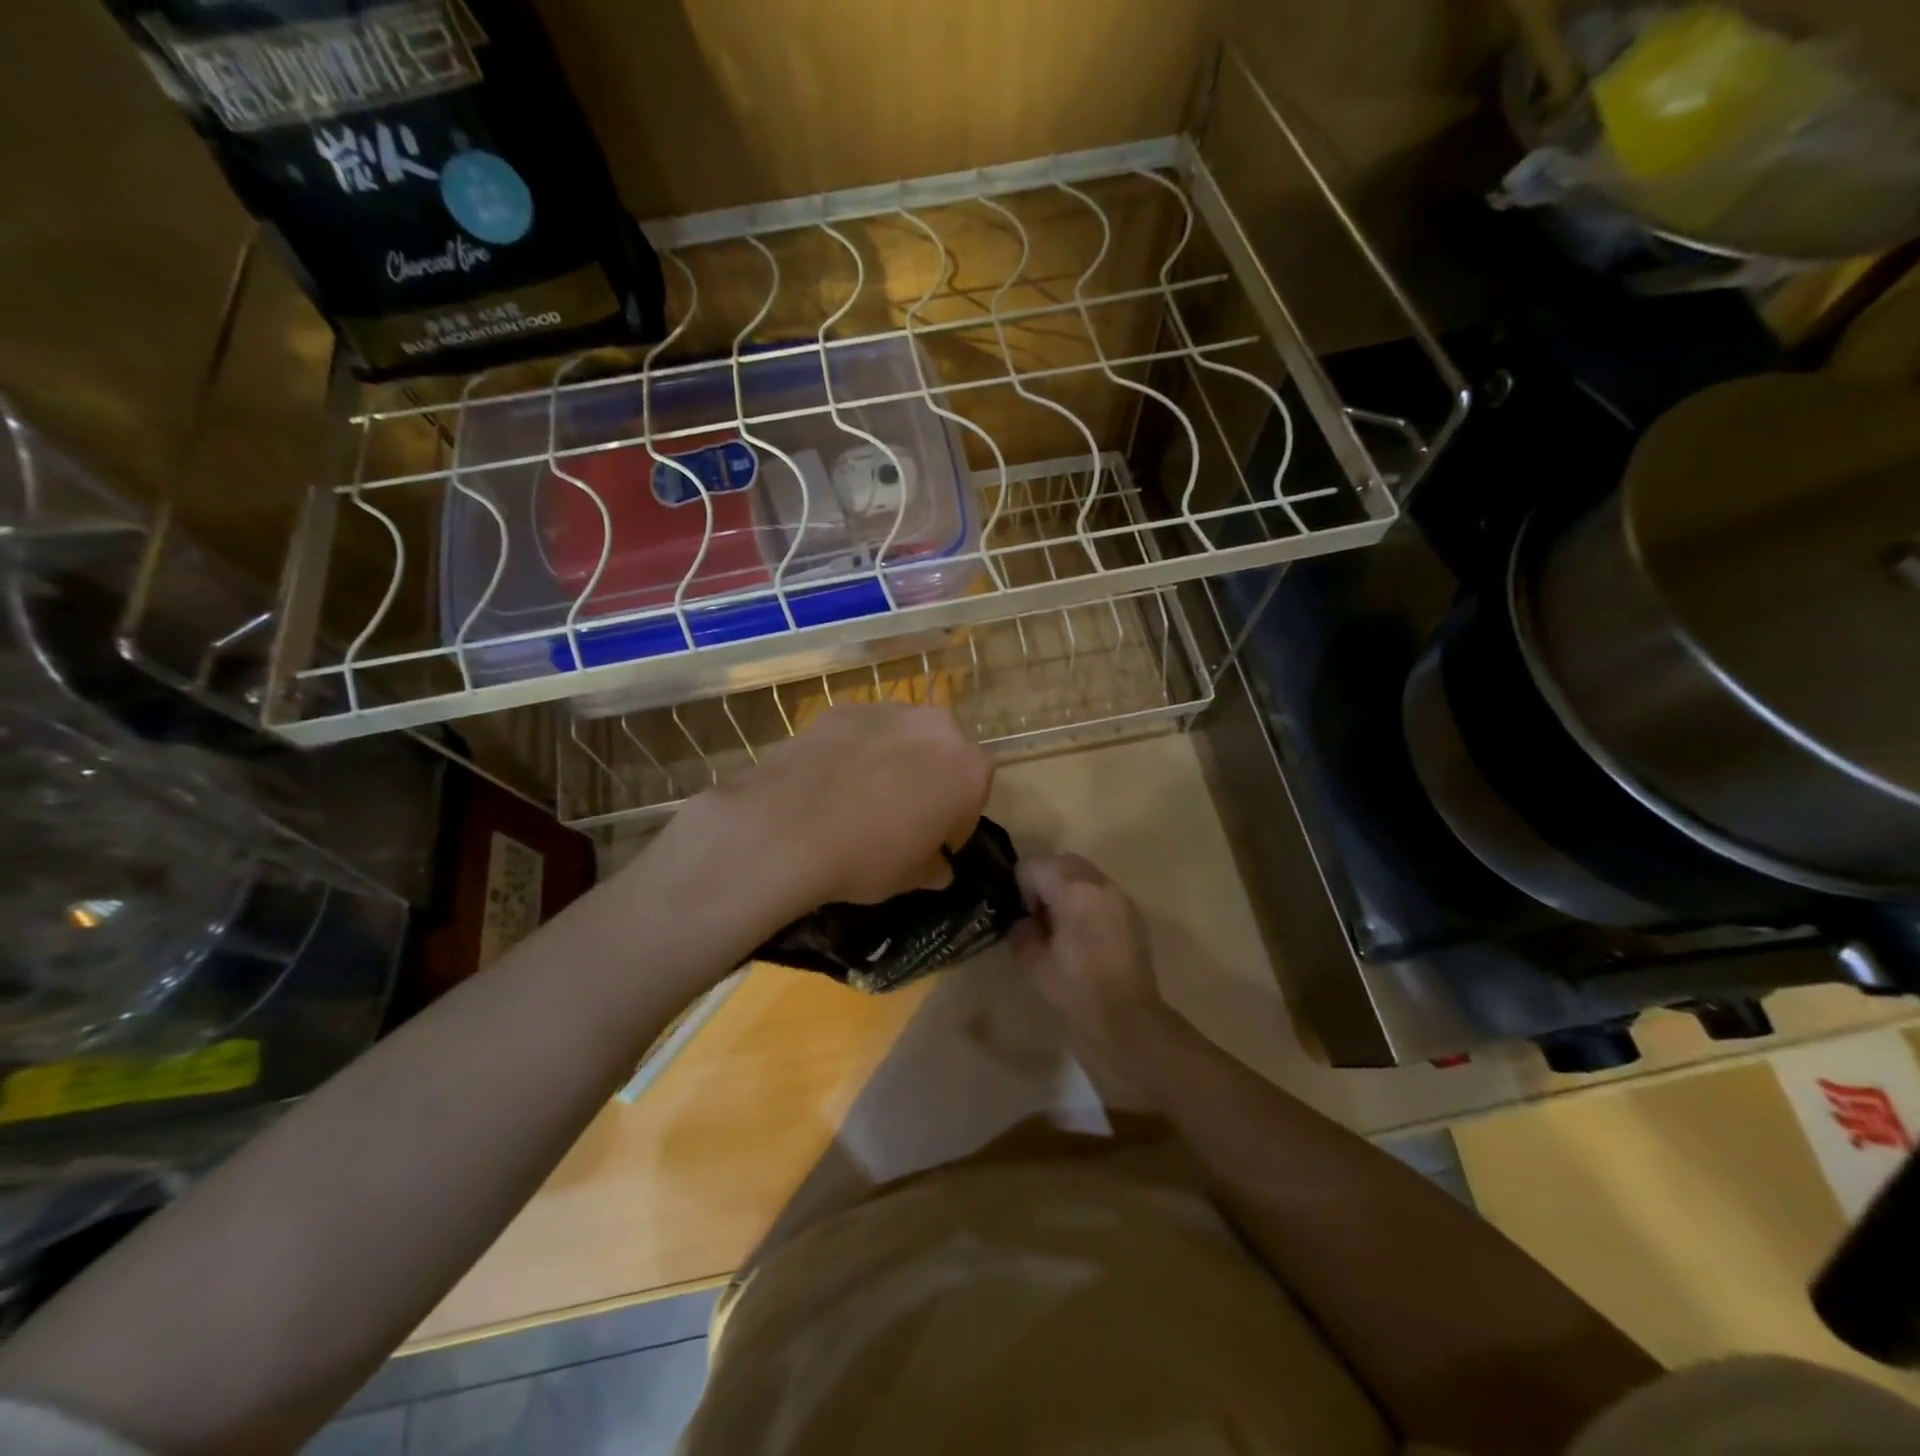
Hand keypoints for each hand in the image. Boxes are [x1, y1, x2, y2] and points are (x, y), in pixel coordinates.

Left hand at [668, 703, 992, 918]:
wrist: (787, 826)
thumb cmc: (868, 856)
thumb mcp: (910, 877)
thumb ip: (934, 867)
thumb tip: (939, 868)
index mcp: (969, 769)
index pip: (973, 797)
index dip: (953, 824)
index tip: (932, 845)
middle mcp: (938, 727)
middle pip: (943, 755)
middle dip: (930, 780)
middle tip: (900, 816)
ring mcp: (889, 710)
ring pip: (904, 738)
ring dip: (895, 761)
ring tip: (862, 796)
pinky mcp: (844, 708)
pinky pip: (863, 732)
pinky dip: (857, 750)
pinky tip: (832, 779)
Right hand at [1012, 854, 1171, 1080]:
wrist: (1128, 1021)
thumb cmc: (1076, 991)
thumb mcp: (1033, 963)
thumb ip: (1022, 931)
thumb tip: (1023, 920)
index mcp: (1074, 890)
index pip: (1035, 865)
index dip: (1021, 886)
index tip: (1022, 916)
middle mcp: (1100, 884)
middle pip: (1062, 862)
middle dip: (1044, 880)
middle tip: (1038, 916)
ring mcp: (1121, 898)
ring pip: (1085, 874)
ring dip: (1067, 888)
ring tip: (1061, 925)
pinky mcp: (1134, 914)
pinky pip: (1102, 892)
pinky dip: (1087, 901)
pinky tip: (1085, 936)